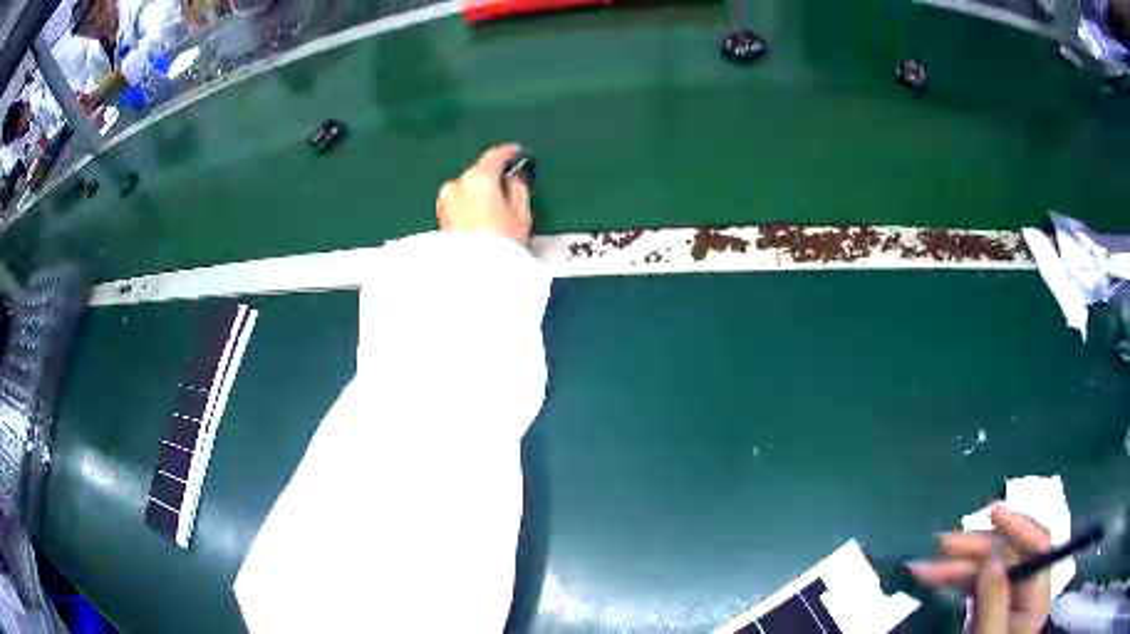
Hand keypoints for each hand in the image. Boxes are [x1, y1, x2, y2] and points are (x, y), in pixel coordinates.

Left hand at [437, 143, 531, 243]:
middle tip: (507, 186)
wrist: (473, 276)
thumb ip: (518, 189)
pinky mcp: (440, 218)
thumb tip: (512, 180)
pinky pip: (459, 204)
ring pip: (466, 190)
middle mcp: (456, 184)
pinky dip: (469, 205)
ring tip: (494, 208)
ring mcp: (444, 201)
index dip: (508, 152)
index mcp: (478, 178)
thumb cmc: (502, 242)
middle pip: (478, 174)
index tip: (516, 151)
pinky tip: (480, 218)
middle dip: (491, 178)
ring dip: (478, 193)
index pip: (494, 156)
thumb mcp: (521, 214)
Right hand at [910, 506, 1051, 633]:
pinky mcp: (990, 610)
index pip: (1038, 548)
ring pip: (989, 570)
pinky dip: (958, 580)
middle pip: (1009, 556)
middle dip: (975, 549)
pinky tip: (940, 578)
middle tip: (940, 547)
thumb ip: (996, 602)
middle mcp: (1027, 592)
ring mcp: (1008, 601)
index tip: (992, 512)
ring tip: (926, 567)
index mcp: (1037, 598)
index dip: (1019, 526)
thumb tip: (992, 558)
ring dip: (960, 565)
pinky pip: (977, 587)